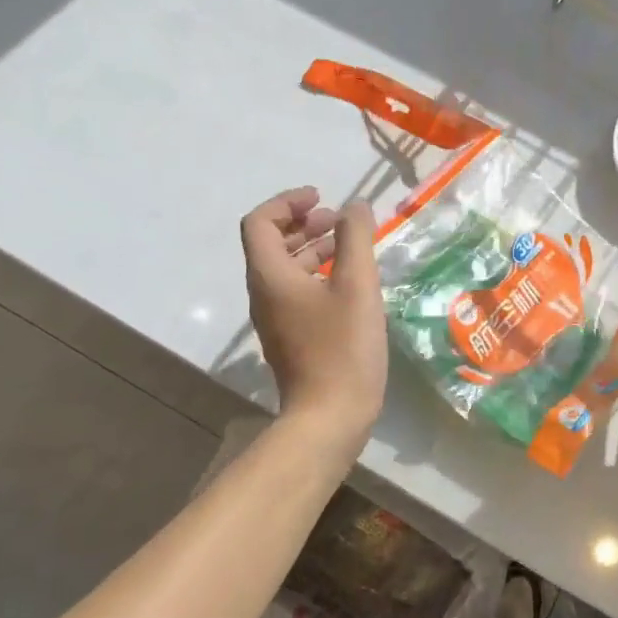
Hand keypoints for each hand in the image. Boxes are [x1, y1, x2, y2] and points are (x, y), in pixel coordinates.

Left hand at [241, 187, 387, 440]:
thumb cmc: (343, 347)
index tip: (323, 199)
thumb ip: (356, 239)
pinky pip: (296, 291)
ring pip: (285, 269)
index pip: (260, 222)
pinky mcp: (291, 337)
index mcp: (270, 276)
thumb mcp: (357, 285)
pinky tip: (349, 282)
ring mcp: (275, 318)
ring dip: (312, 247)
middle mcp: (264, 293)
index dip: (288, 202)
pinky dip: (317, 274)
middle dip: (303, 223)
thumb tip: (355, 206)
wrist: (330, 417)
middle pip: (270, 243)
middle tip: (339, 219)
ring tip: (348, 245)